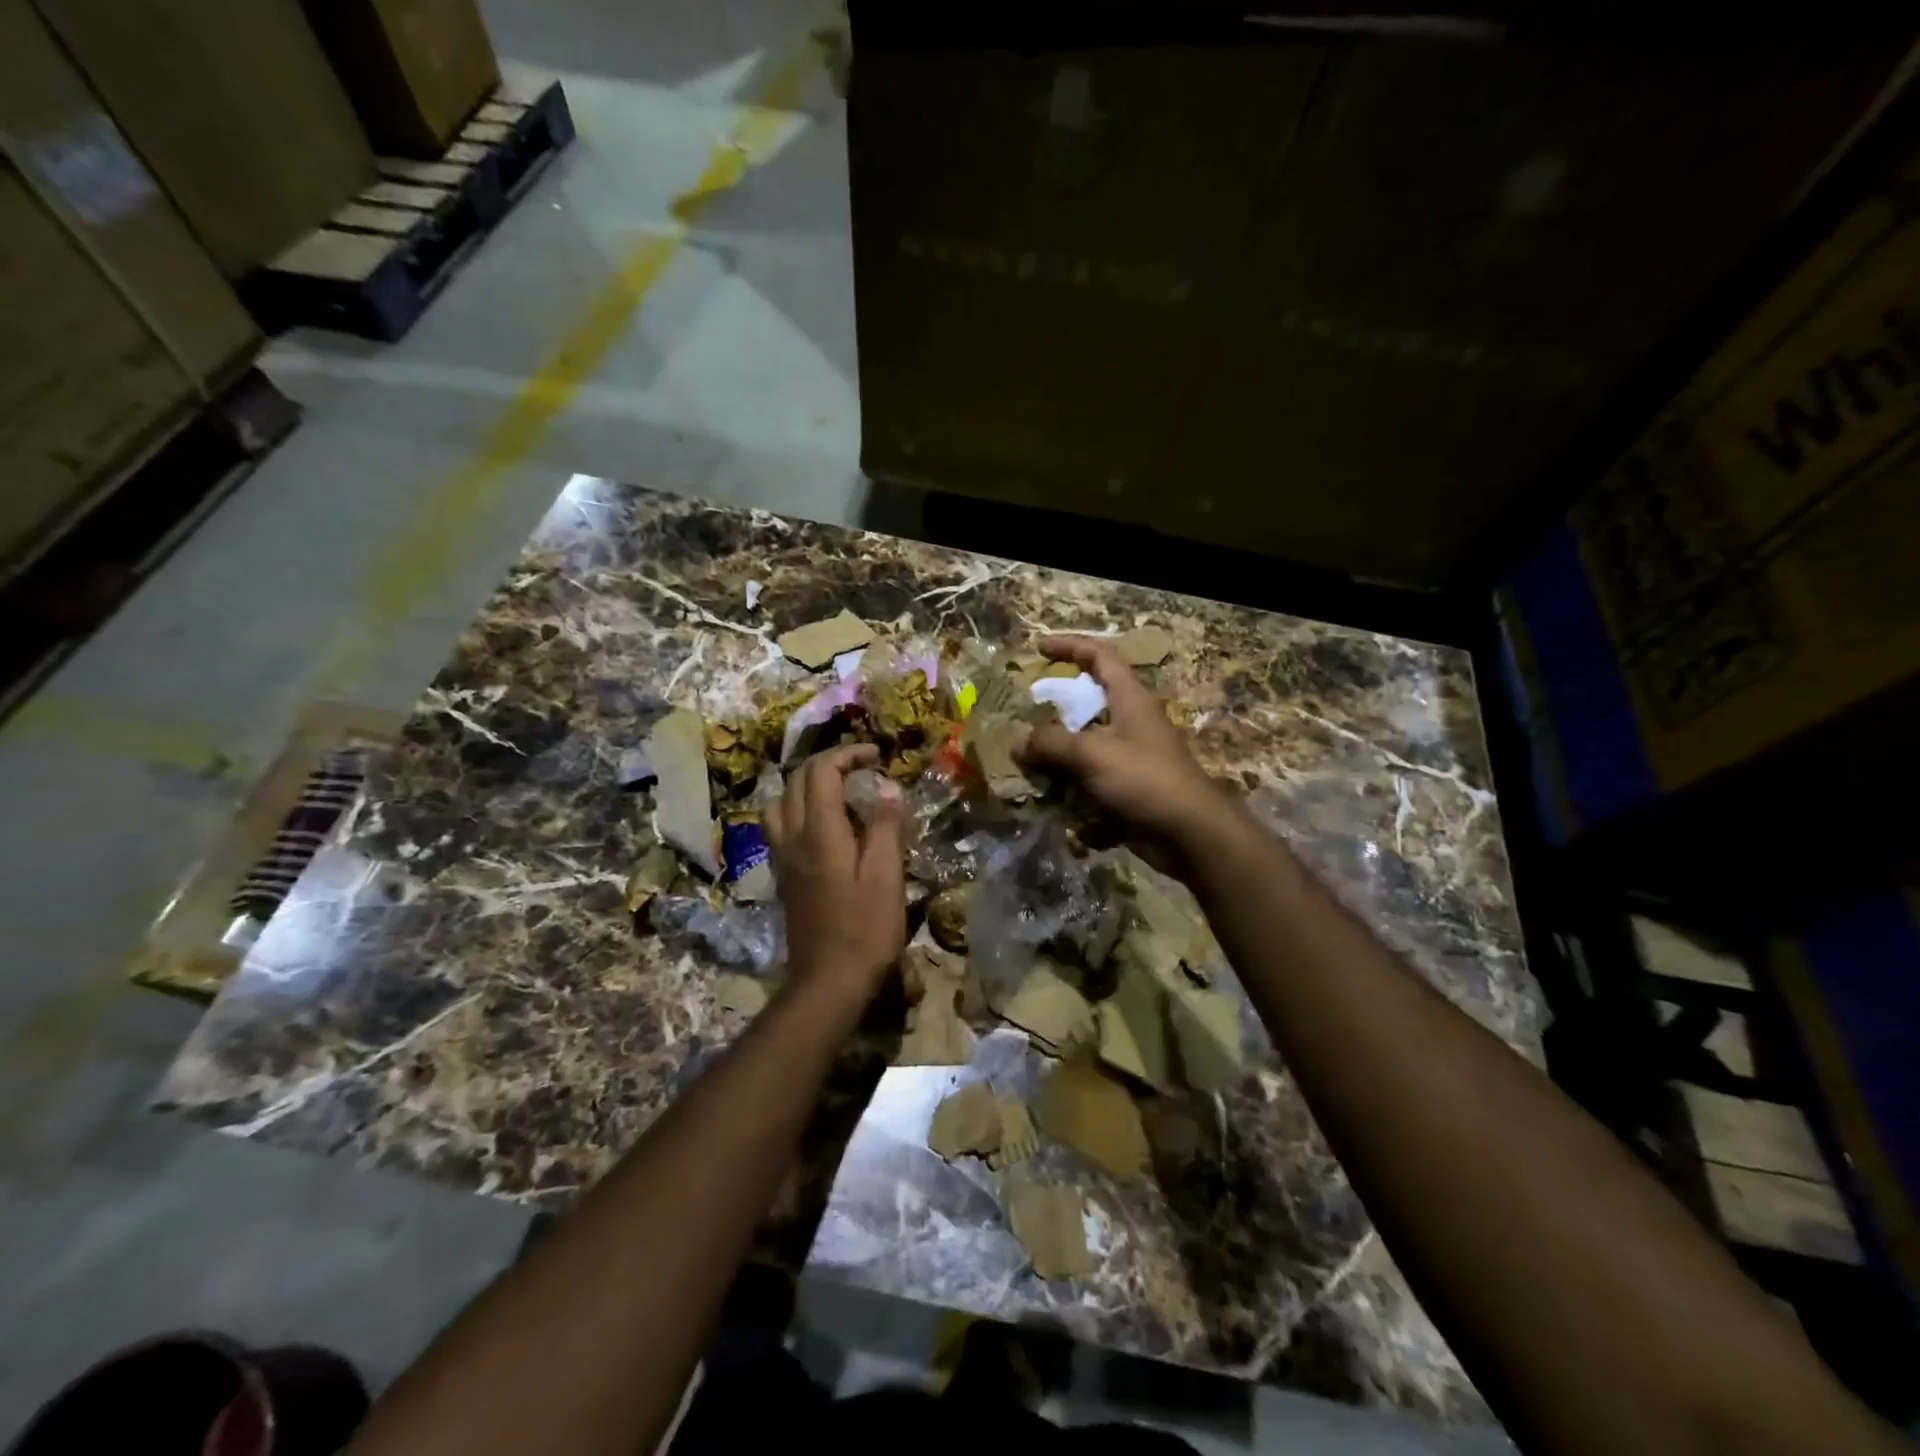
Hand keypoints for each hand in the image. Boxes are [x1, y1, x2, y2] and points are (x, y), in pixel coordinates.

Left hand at [764, 744, 906, 1005]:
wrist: (827, 982)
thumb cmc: (865, 930)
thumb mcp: (886, 876)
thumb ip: (884, 826)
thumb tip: (886, 786)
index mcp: (819, 832)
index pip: (822, 771)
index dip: (848, 754)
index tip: (877, 756)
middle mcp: (792, 837)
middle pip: (797, 780)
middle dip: (829, 763)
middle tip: (863, 768)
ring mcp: (783, 857)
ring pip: (781, 802)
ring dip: (807, 785)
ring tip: (839, 792)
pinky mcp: (783, 875)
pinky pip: (780, 826)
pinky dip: (799, 809)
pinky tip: (825, 826)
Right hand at [1018, 635, 1226, 848]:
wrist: (1190, 834)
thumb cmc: (1145, 780)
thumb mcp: (1092, 754)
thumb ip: (1050, 743)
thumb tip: (1017, 742)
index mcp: (1130, 699)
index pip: (1100, 656)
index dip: (1070, 646)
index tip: (1038, 647)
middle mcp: (1130, 723)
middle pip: (1088, 703)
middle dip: (1054, 709)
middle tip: (1024, 714)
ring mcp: (1130, 758)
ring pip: (1084, 747)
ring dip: (1056, 756)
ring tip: (1024, 763)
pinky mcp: (1127, 789)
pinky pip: (1089, 782)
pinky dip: (1069, 791)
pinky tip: (1048, 803)